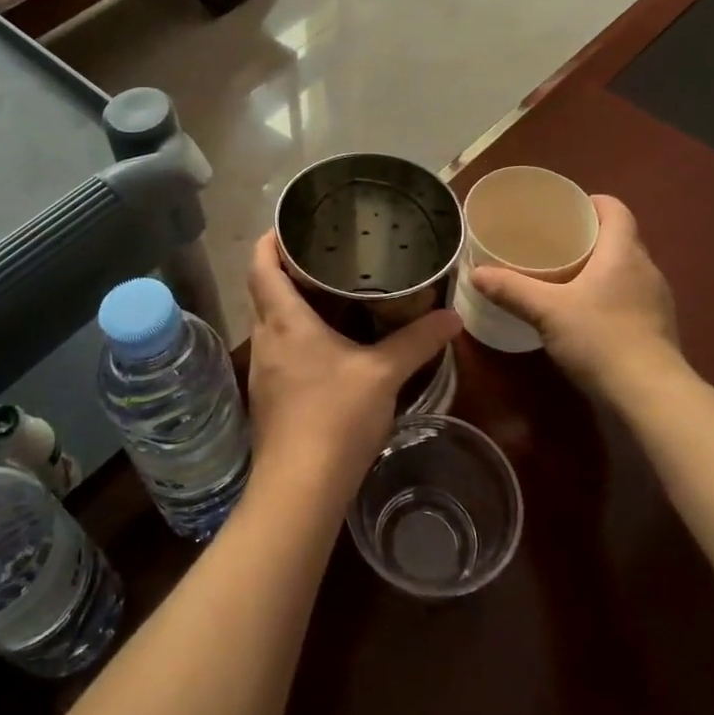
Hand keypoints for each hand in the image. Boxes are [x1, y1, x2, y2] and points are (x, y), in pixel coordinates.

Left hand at [244, 232, 461, 494]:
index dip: (271, 239)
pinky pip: (279, 350)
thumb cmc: (335, 417)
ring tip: (332, 293)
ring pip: (272, 322)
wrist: (299, 489)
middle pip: (264, 290)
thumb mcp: (384, 374)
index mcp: (283, 320)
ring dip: (293, 304)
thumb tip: (452, 317)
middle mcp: (265, 338)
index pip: (261, 264)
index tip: (294, 225)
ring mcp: (262, 370)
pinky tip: (328, 346)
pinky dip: (297, 335)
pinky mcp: (268, 397)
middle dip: (289, 269)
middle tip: (327, 255)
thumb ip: (418, 341)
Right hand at [470, 195, 687, 404]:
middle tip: (554, 244)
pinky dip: (609, 295)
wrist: (649, 395)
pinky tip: (586, 314)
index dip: (592, 203)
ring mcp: (656, 300)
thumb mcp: (547, 311)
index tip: (565, 210)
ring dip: (600, 268)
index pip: (615, 209)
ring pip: (626, 269)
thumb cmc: (600, 338)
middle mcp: (646, 269)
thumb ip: (511, 289)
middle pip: (620, 238)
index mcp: (623, 252)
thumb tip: (476, 273)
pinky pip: (630, 296)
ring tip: (566, 277)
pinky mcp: (657, 327)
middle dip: (590, 237)